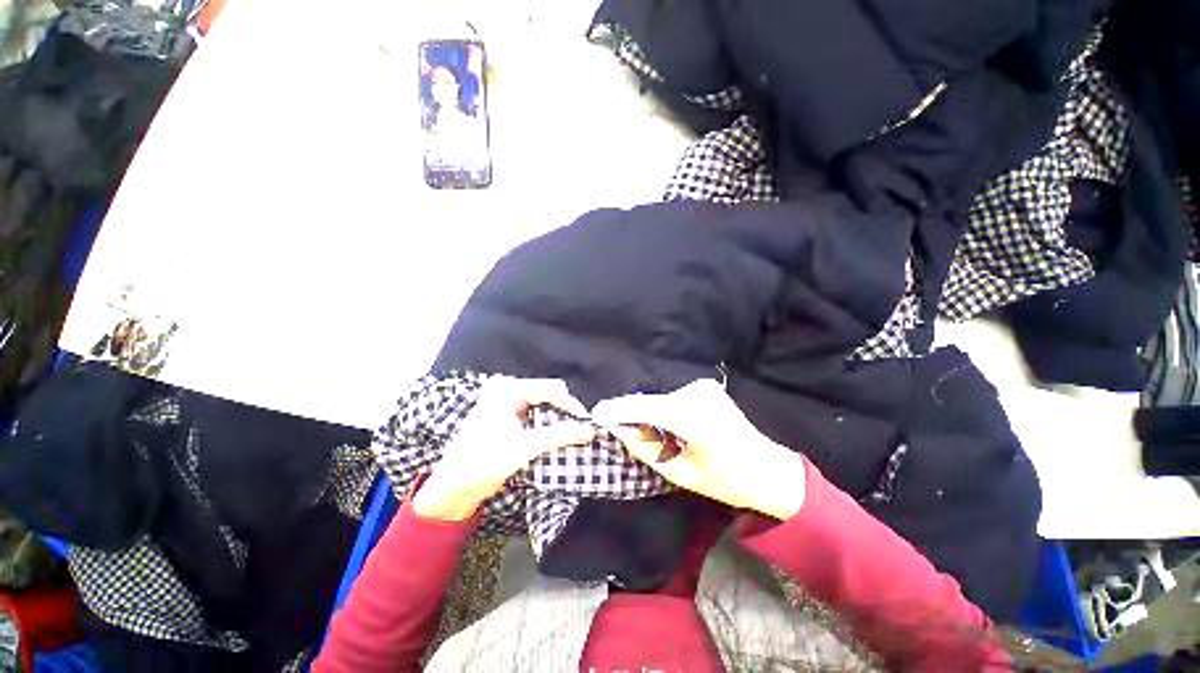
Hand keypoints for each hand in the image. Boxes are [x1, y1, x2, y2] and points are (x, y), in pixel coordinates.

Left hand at [413, 377, 594, 521]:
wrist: (454, 486)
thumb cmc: (484, 463)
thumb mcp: (525, 447)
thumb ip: (560, 435)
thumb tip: (590, 430)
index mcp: (508, 389)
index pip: (551, 390)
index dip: (572, 406)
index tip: (588, 424)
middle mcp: (506, 387)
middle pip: (548, 393)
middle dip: (565, 411)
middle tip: (581, 430)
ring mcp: (505, 398)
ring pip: (543, 401)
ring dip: (557, 417)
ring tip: (571, 433)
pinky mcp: (505, 411)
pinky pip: (534, 409)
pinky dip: (546, 421)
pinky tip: (555, 434)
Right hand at [592, 379, 806, 519]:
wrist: (767, 468)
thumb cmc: (727, 480)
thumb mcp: (681, 474)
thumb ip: (646, 449)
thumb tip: (620, 430)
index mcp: (695, 419)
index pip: (646, 408)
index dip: (618, 410)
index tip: (596, 414)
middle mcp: (698, 395)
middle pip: (651, 402)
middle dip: (632, 416)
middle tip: (621, 432)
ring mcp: (703, 388)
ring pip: (660, 400)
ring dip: (649, 415)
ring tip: (653, 437)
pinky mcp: (705, 387)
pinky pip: (672, 399)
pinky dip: (663, 411)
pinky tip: (670, 428)